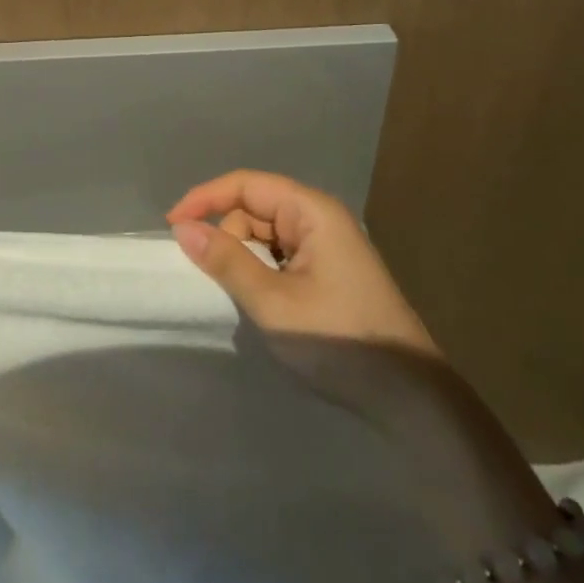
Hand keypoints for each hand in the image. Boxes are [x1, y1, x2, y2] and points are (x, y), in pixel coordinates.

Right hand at [167, 171, 436, 355]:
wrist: (411, 399)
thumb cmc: (340, 341)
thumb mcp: (273, 302)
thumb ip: (227, 261)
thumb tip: (182, 229)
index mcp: (311, 211)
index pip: (246, 184)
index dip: (205, 198)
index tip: (171, 226)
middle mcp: (320, 217)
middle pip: (255, 207)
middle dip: (226, 233)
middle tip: (209, 276)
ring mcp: (327, 244)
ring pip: (266, 233)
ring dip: (244, 255)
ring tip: (237, 293)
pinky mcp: (330, 270)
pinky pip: (281, 254)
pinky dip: (261, 269)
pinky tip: (259, 298)